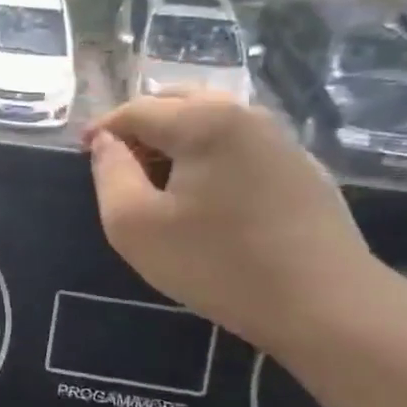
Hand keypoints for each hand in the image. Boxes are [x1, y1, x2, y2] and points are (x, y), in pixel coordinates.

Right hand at [84, 92, 384, 350]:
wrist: (324, 304)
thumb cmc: (216, 263)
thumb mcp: (135, 225)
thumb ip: (109, 174)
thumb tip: (106, 143)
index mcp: (203, 121)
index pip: (137, 110)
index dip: (103, 128)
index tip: (82, 152)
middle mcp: (245, 115)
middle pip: (177, 102)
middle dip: (140, 125)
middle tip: (118, 161)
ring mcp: (279, 139)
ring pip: (212, 120)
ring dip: (176, 138)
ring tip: (157, 177)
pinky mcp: (301, 167)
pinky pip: (239, 143)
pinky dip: (209, 153)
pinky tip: (205, 192)